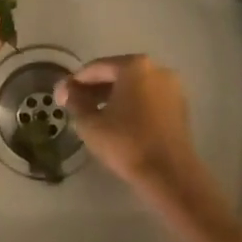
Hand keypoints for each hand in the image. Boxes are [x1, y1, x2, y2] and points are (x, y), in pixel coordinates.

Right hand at [57, 55, 202, 195]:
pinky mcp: (180, 108)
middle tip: (75, 104)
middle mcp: (157, 69)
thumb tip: (66, 89)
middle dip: (95, 89)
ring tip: (94, 115)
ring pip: (134, 88)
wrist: (170, 175)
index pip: (97, 68)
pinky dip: (132, 106)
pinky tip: (118, 123)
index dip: (75, 81)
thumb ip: (75, 100)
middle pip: (118, 75)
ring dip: (113, 98)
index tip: (60, 95)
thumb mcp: (90, 123)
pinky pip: (149, 100)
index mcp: (135, 66)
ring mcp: (172, 88)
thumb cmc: (126, 143)